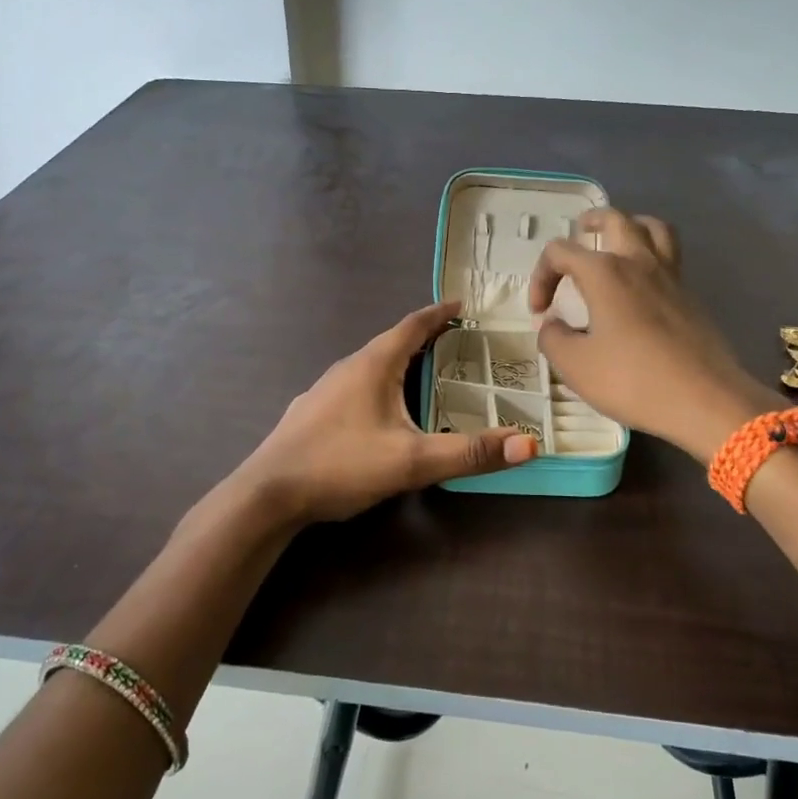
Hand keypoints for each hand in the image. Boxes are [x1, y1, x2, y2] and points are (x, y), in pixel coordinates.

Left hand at [236, 301, 535, 526]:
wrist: (268, 493)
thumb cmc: (341, 465)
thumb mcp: (412, 461)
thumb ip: (470, 452)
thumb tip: (529, 444)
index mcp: (374, 364)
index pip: (413, 325)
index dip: (439, 313)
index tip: (463, 305)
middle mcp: (348, 366)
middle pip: (392, 341)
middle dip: (425, 338)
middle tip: (456, 341)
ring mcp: (325, 388)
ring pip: (371, 365)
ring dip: (400, 361)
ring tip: (424, 372)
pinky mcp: (312, 411)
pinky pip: (355, 385)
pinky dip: (379, 383)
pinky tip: (380, 410)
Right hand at [529, 210, 775, 462]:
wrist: (704, 400)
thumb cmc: (633, 379)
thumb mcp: (575, 365)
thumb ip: (553, 338)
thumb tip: (551, 325)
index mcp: (604, 272)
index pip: (561, 252)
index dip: (541, 276)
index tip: (540, 311)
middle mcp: (639, 262)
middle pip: (615, 219)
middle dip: (591, 222)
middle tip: (580, 234)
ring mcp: (671, 277)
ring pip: (653, 228)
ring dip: (631, 226)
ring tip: (618, 242)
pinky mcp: (691, 297)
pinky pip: (671, 257)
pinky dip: (652, 256)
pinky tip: (642, 285)